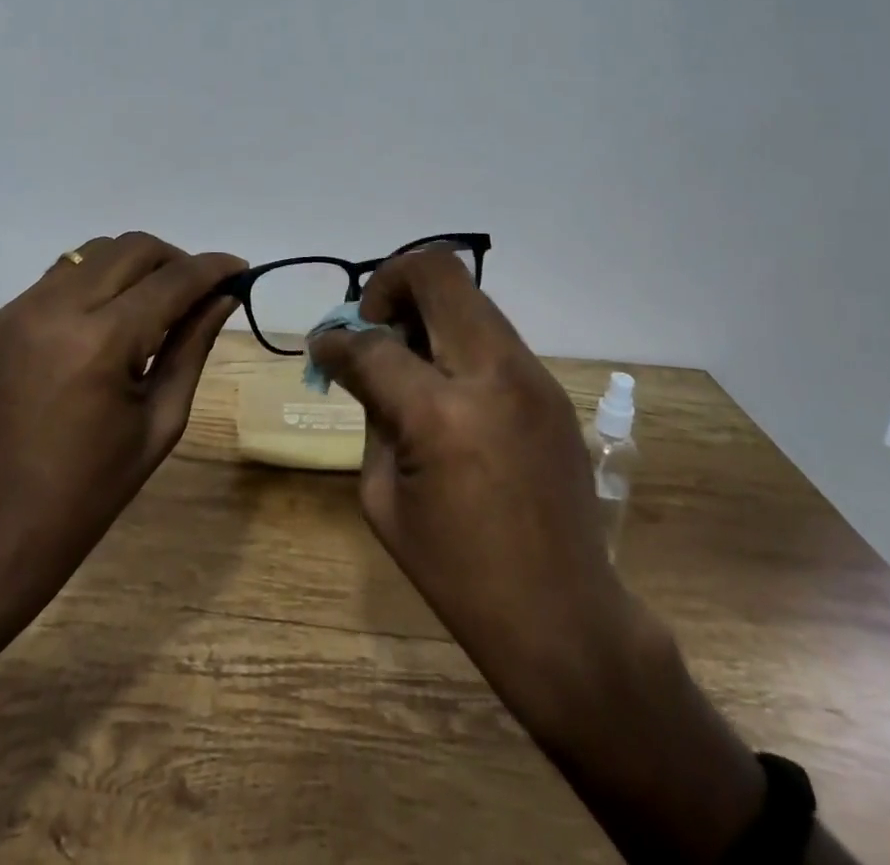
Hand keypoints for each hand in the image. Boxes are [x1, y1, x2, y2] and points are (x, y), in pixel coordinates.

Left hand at [0, 233, 244, 636]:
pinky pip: (67, 271)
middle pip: (133, 248)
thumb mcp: (160, 420)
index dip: (213, 268)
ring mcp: (25, 307)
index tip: (242, 269)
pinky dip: (102, 278)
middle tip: (200, 294)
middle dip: (176, 261)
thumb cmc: (93, 488)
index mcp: (100, 342)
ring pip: (98, 250)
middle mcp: (57, 308)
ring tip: (158, 305)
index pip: (171, 281)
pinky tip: (115, 316)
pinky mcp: (8, 316)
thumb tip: (225, 297)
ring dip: (138, 265)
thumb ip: (193, 346)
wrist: (0, 526)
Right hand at [311, 248, 767, 863]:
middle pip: (436, 272)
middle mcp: (493, 374)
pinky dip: (457, 336)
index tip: (325, 344)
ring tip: (408, 355)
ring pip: (469, 295)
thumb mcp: (384, 497)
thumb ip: (371, 412)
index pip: (374, 343)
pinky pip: (492, 332)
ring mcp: (532, 374)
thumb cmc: (458, 574)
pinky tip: (446, 383)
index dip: (337, 338)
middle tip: (374, 326)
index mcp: (441, 414)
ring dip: (427, 308)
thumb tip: (355, 361)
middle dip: (390, 284)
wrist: (565, 617)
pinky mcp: (550, 385)